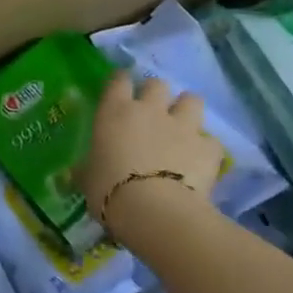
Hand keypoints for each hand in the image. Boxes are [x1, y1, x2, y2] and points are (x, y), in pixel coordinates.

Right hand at [78, 73, 223, 228]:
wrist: (155, 211)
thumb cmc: (109, 191)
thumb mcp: (87, 179)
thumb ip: (88, 167)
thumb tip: (82, 169)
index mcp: (115, 112)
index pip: (118, 81)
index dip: (120, 81)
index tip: (121, 87)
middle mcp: (151, 110)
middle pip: (157, 84)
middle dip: (156, 94)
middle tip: (152, 112)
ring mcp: (183, 125)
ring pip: (192, 100)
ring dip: (186, 110)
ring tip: (182, 127)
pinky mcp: (208, 147)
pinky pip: (210, 140)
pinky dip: (205, 148)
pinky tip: (200, 161)